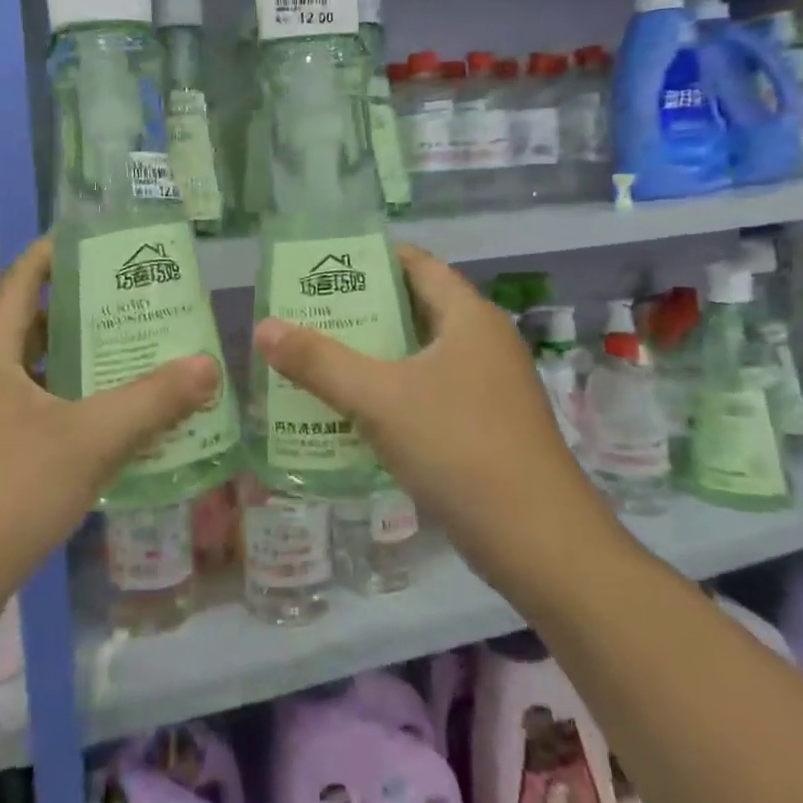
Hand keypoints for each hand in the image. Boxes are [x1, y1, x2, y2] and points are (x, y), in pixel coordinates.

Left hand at [0, 236, 219, 597]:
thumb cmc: (6, 492)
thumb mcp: (90, 440)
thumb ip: (152, 401)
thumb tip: (209, 365)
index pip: (23, 280)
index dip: (55, 253)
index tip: (99, 241)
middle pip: (31, 325)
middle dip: (81, 311)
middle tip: (135, 304)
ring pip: (31, 374)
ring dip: (76, 365)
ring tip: (131, 357)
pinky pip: (27, 413)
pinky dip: (65, 407)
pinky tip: (105, 425)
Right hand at [253, 245, 611, 585]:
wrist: (538, 542)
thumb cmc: (459, 447)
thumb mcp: (379, 399)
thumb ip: (319, 362)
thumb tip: (264, 327)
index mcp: (469, 318)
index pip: (417, 264)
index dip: (371, 259)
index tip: (322, 266)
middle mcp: (484, 343)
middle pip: (415, 308)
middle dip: (362, 311)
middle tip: (307, 315)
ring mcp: (490, 388)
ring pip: (421, 356)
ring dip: (374, 356)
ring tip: (319, 359)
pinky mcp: (487, 427)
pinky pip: (430, 393)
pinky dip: (393, 392)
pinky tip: (355, 412)